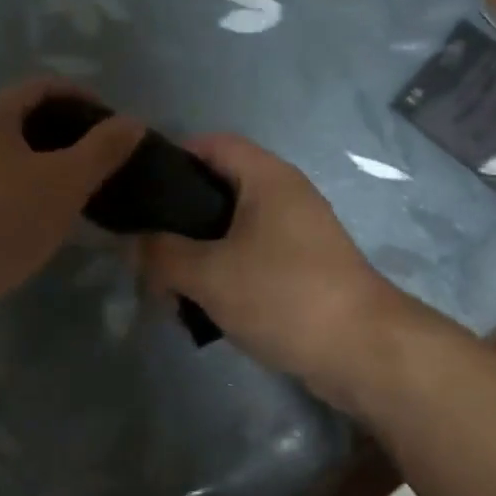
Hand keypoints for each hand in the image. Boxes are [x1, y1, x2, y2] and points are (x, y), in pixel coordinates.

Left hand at [0, 80, 143, 326]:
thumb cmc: (1, 222)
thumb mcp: (64, 184)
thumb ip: (102, 150)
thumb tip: (133, 121)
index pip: (43, 87)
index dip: (84, 97)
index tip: (113, 124)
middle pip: (23, 118)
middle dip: (65, 132)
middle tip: (99, 158)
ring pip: (7, 152)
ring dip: (43, 161)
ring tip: (74, 187)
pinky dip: (21, 185)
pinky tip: (37, 214)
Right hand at [142, 135, 400, 411]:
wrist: (364, 352)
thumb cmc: (284, 295)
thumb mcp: (210, 274)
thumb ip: (162, 254)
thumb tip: (131, 243)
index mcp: (267, 178)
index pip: (212, 144)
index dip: (173, 157)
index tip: (138, 190)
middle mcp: (285, 195)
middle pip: (219, 189)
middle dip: (179, 219)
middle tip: (147, 248)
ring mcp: (298, 232)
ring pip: (233, 229)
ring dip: (199, 254)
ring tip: (169, 286)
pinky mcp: (304, 267)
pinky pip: (252, 257)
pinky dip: (225, 274)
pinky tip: (204, 306)